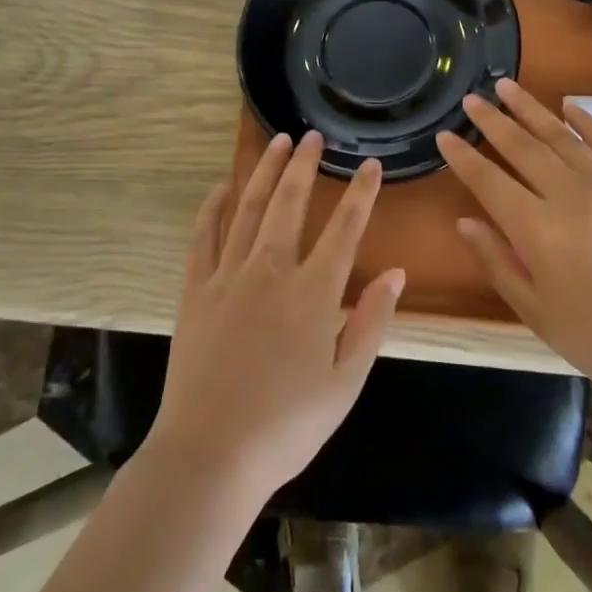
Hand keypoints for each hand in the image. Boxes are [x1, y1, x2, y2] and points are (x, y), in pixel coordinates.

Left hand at [145, 131, 404, 499]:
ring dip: (263, 172)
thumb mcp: (345, 384)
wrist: (210, 454)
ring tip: (275, 142)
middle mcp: (271, 271)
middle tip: (311, 136)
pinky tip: (222, 187)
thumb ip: (371, 323)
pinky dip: (214, 207)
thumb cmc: (287, 426)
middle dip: (303, 165)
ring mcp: (229, 276)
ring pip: (248, 208)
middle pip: (290, 203)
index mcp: (313, 294)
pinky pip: (204, 236)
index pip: (344, 229)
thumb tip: (396, 274)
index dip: (361, 193)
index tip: (370, 164)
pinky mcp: (195, 290)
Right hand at [435, 79, 591, 403]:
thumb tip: (465, 222)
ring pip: (562, 136)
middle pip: (523, 147)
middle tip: (472, 99)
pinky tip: (568, 105)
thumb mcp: (535, 311)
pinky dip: (587, 121)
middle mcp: (571, 196)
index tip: (445, 136)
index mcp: (538, 230)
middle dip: (493, 121)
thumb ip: (497, 261)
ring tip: (507, 87)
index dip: (463, 157)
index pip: (489, 181)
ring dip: (531, 109)